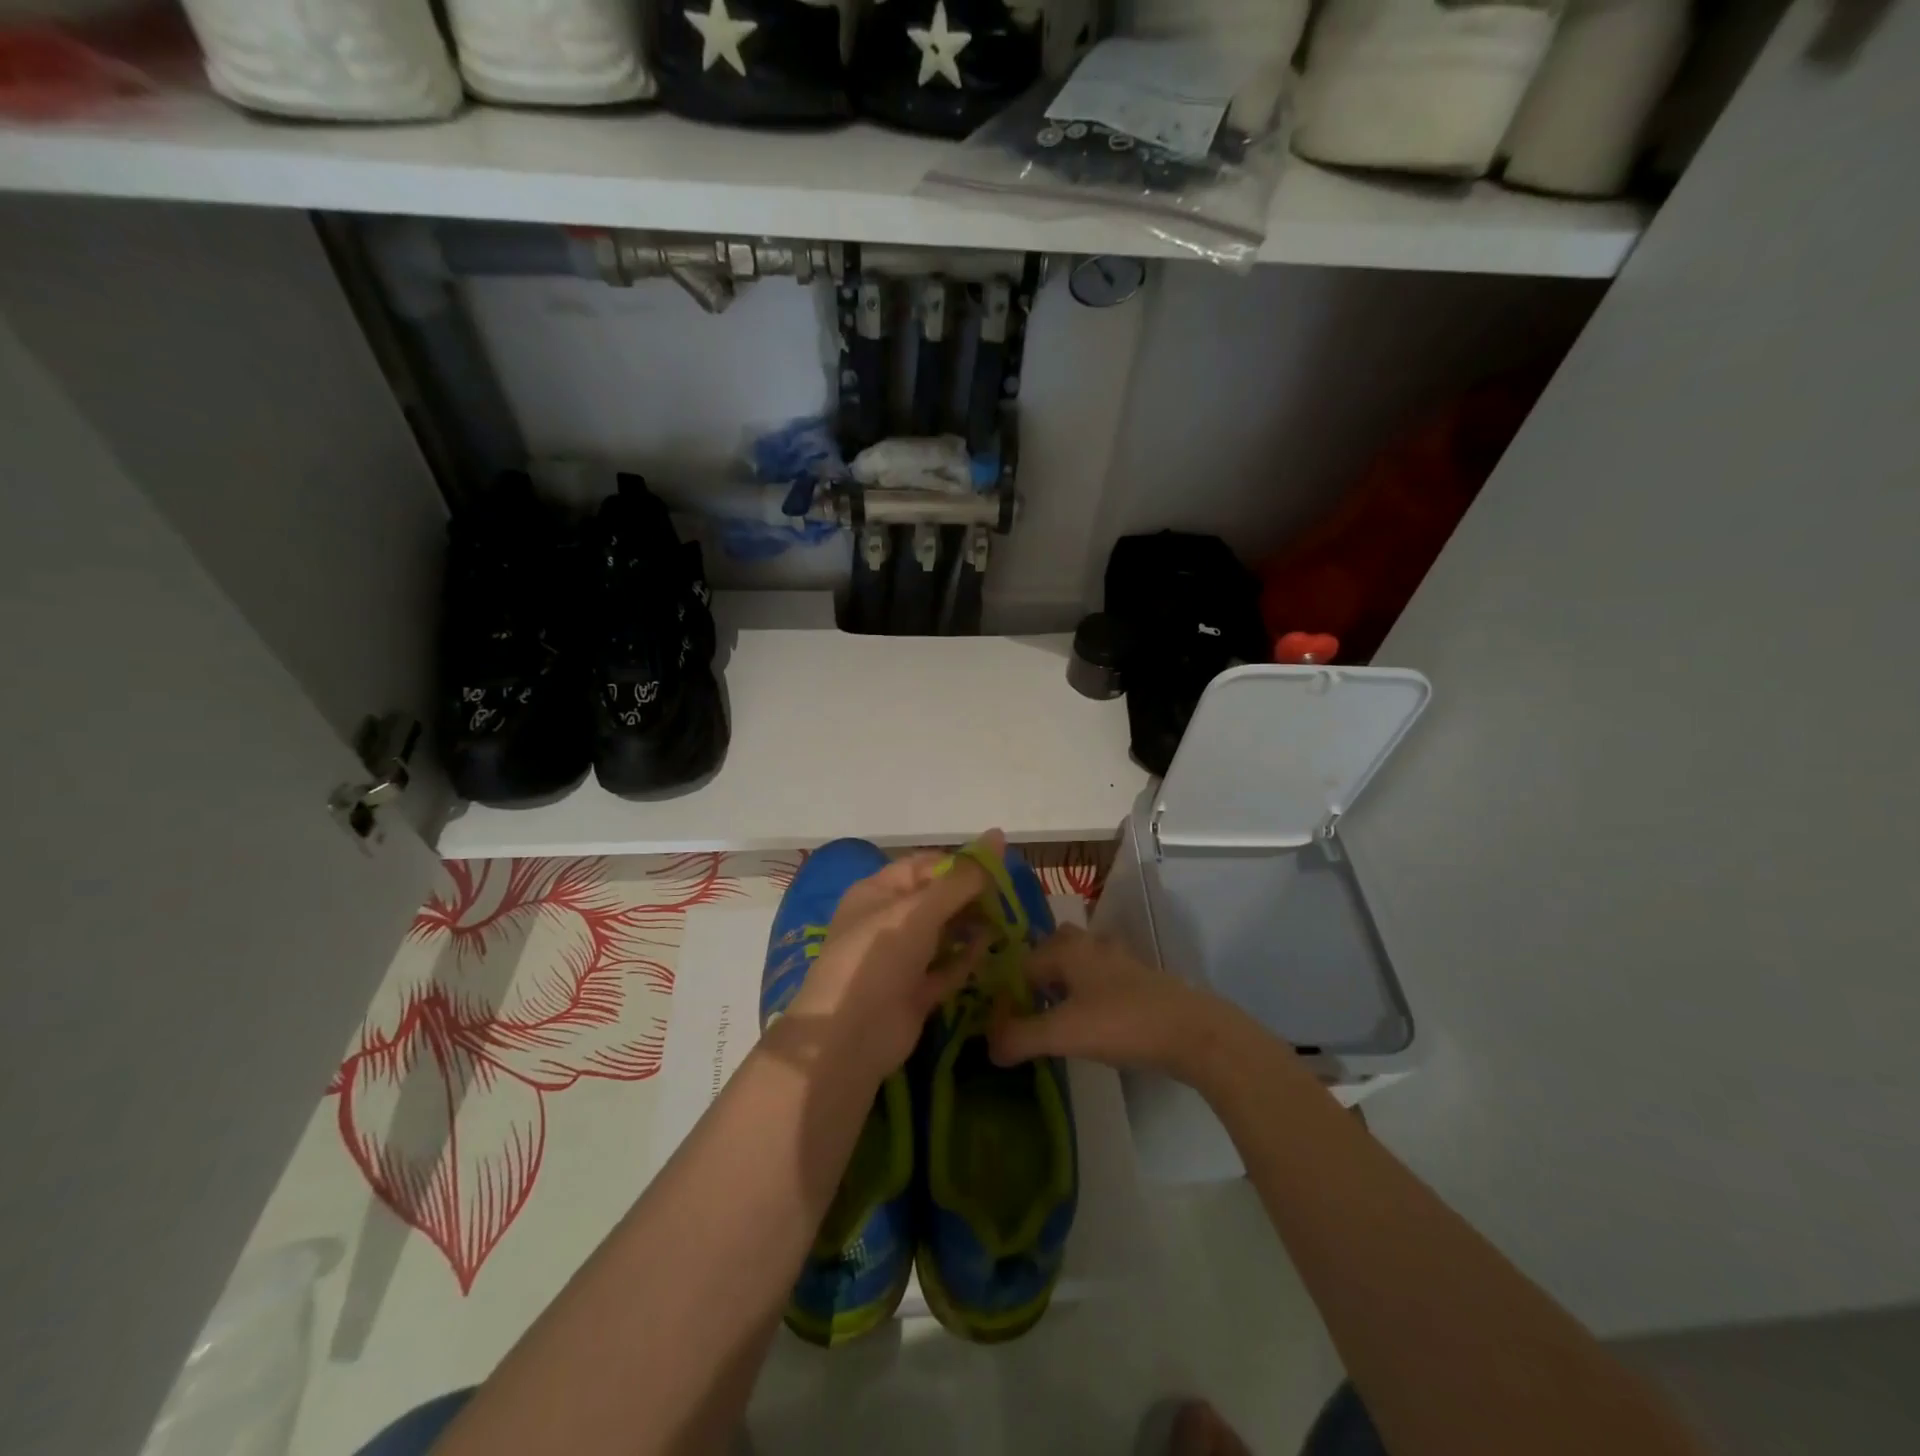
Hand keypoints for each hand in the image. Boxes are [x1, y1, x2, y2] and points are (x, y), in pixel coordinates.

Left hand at [781, 831, 1003, 1087]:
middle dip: (970, 895)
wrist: (850, 1037)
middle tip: (1010, 897)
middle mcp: (887, 921)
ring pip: (943, 933)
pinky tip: (994, 950)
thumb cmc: (879, 956)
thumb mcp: (919, 910)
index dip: (960, 863)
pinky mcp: (914, 992)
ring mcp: (900, 959)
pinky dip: (967, 959)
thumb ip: (962, 878)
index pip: (925, 865)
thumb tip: (998, 836)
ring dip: (972, 926)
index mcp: (877, 892)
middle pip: (936, 899)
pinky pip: (946, 968)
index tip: (1000, 866)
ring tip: (1009, 920)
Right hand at [986, 923, 1232, 1081]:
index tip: (1003, 1020)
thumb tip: (988, 1047)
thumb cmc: (1121, 1023)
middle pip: (1054, 947)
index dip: (1009, 990)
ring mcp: (1120, 960)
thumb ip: (1019, 1038)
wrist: (1192, 1032)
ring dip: (1065, 981)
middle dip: (1038, 972)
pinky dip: (1090, 992)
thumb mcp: (1062, 1033)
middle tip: (1028, 1007)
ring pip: (1081, 961)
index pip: (1023, 961)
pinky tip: (1092, 1021)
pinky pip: (1102, 978)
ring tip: (1056, 1015)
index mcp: (1067, 949)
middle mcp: (1091, 945)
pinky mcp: (1141, 980)